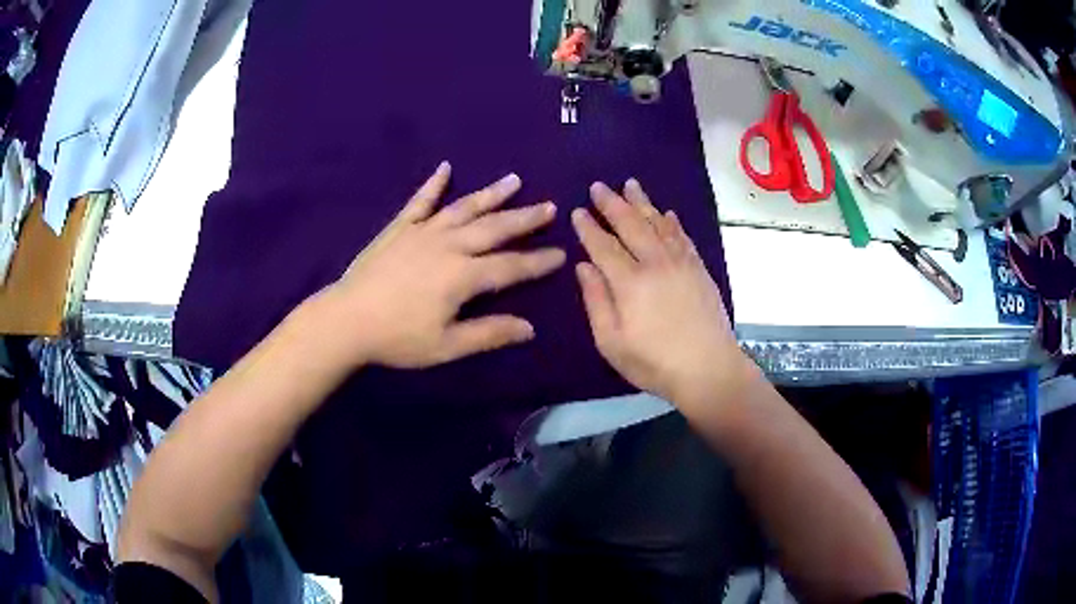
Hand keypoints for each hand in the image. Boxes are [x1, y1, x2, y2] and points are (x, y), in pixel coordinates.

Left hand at [319, 162, 564, 368]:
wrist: (346, 320)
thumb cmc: (397, 338)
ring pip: (464, 208)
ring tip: (515, 180)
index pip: (511, 266)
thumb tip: (529, 328)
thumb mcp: (446, 346)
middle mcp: (449, 245)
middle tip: (550, 206)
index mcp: (463, 276)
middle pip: (494, 228)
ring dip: (491, 193)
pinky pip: (420, 201)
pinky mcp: (399, 228)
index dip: (538, 262)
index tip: (562, 255)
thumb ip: (489, 333)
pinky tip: (445, 167)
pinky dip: (434, 184)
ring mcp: (422, 232)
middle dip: (525, 218)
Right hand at [571, 179, 753, 418]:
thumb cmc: (654, 362)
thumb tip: (583, 266)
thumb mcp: (612, 342)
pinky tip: (666, 213)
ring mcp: (680, 262)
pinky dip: (672, 221)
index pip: (603, 246)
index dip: (588, 227)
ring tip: (630, 184)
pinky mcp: (699, 268)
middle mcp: (655, 262)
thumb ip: (596, 301)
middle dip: (612, 203)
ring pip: (658, 223)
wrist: (708, 368)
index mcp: (629, 282)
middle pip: (630, 224)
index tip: (577, 211)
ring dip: (642, 202)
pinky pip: (682, 236)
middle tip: (598, 186)